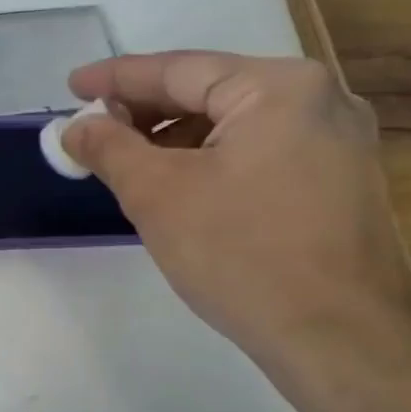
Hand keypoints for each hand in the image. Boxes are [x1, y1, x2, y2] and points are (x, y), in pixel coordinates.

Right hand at [61, 51, 410, 365]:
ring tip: (127, 165)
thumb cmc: (241, 253)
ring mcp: (338, 143)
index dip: (116, 79)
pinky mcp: (339, 183)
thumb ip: (109, 148)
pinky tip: (178, 188)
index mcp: (279, 87)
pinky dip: (211, 161)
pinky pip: (259, 153)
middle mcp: (320, 100)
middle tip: (93, 131)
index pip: (179, 70)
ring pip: (234, 125)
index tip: (71, 86)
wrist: (339, 341)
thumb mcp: (156, 194)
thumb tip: (75, 128)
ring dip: (175, 141)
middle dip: (145, 113)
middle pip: (210, 93)